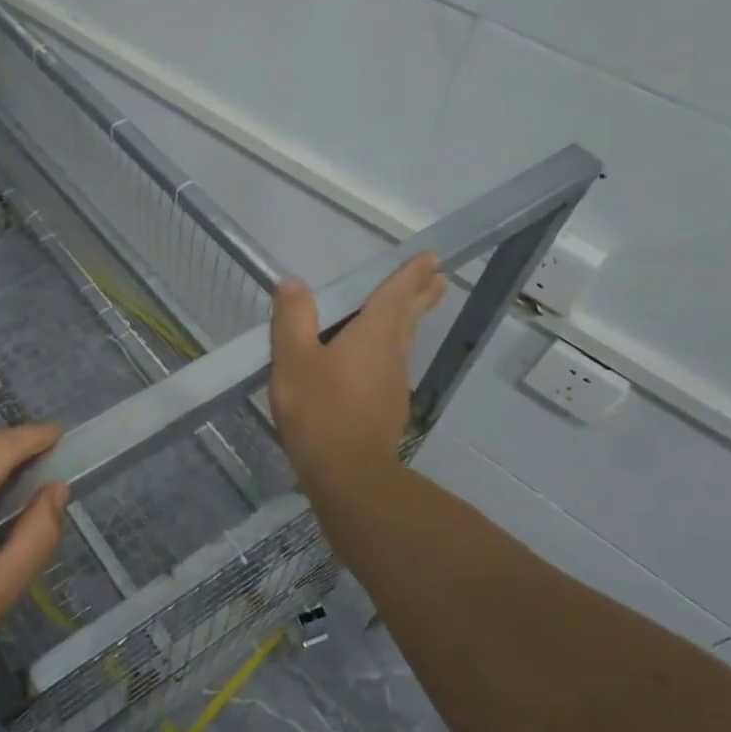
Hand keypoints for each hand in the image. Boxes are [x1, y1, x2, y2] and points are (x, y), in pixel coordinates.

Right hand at [269, 253, 446, 495]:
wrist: (348, 473)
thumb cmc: (319, 409)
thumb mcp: (293, 359)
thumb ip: (293, 319)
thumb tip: (292, 283)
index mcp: (372, 334)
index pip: (395, 295)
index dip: (410, 275)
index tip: (431, 258)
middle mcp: (391, 354)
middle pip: (409, 317)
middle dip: (421, 296)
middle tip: (438, 278)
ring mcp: (393, 384)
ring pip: (403, 342)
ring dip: (409, 321)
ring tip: (409, 310)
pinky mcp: (388, 409)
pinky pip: (391, 366)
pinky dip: (390, 350)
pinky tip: (375, 361)